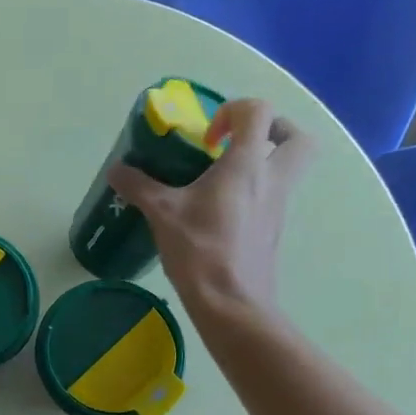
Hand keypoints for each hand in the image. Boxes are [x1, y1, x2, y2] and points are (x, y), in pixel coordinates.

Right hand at [109, 99, 315, 314]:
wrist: (232, 303)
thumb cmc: (200, 249)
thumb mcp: (161, 212)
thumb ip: (139, 186)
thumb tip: (116, 171)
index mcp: (247, 165)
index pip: (258, 112)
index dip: (233, 111)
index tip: (208, 137)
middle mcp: (272, 180)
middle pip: (298, 138)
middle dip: (274, 130)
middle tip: (239, 142)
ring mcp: (278, 207)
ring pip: (290, 169)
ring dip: (263, 162)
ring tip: (222, 177)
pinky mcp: (273, 230)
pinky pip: (274, 197)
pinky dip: (254, 192)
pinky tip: (219, 209)